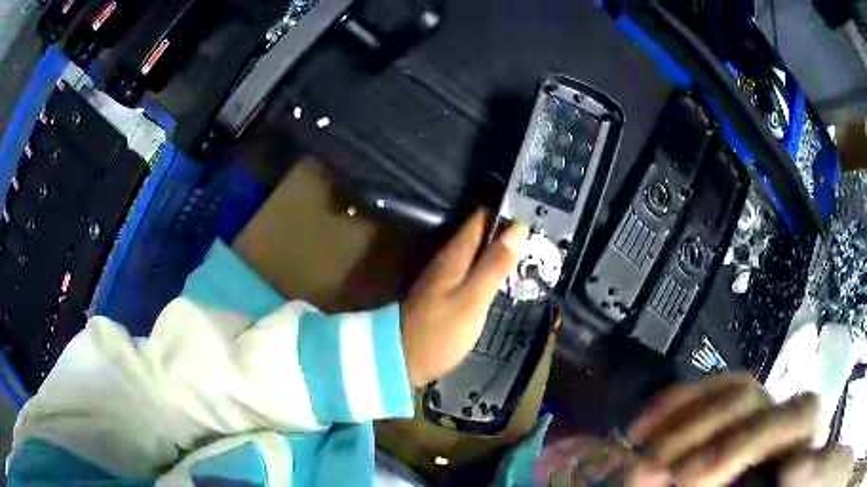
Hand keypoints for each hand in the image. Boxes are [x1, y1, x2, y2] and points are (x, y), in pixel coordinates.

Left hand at [401, 210, 527, 387]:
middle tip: (537, 237)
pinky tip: (500, 278)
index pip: (479, 219)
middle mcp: (445, 260)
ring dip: (497, 252)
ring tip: (527, 254)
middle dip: (504, 233)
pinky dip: (486, 270)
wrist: (399, 361)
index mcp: (453, 255)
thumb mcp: (473, 299)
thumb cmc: (440, 332)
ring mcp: (441, 278)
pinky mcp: (441, 295)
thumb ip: (494, 264)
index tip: (532, 214)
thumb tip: (518, 227)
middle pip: (477, 235)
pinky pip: (469, 272)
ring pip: (474, 254)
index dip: (504, 213)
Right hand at [625, 374, 854, 485]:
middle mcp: (783, 402)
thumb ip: (764, 483)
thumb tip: (737, 480)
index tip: (688, 479)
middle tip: (648, 471)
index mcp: (803, 425)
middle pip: (746, 399)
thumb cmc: (774, 485)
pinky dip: (673, 405)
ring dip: (676, 421)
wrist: (773, 479)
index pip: (779, 421)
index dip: (736, 447)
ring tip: (638, 452)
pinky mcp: (736, 404)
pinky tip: (642, 426)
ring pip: (725, 389)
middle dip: (695, 436)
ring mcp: (761, 400)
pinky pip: (706, 390)